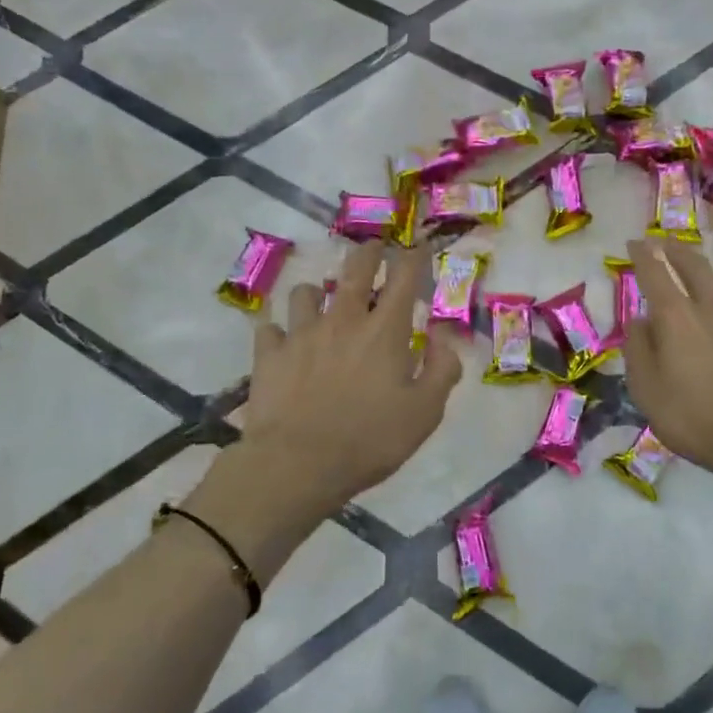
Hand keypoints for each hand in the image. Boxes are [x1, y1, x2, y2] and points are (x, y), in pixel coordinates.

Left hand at [239, 241, 463, 509]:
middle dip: (368, 252)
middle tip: (373, 248)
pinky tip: (281, 340)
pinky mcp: (269, 354)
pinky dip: (278, 330)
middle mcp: (342, 320)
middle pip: (354, 269)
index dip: (414, 257)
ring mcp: (301, 333)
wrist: (298, 465)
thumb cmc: (370, 440)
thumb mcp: (425, 413)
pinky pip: (269, 328)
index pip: (404, 277)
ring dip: (318, 292)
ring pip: (306, 291)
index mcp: (384, 331)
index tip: (419, 247)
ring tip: (320, 301)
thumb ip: (441, 369)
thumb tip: (443, 337)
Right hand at [621, 239, 712, 485]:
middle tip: (665, 243)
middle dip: (676, 250)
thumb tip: (639, 321)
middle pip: (694, 266)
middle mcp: (712, 309)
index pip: (655, 273)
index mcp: (676, 318)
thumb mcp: (646, 390)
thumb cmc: (693, 418)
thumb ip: (638, 350)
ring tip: (709, 278)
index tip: (635, 243)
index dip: (643, 254)